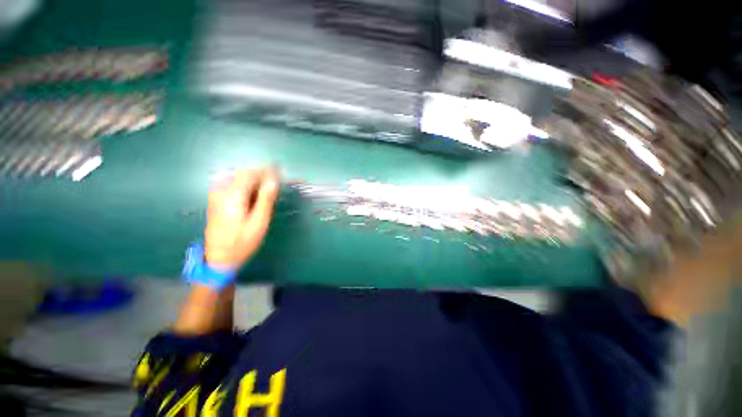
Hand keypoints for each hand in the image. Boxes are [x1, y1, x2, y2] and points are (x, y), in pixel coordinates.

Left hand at [205, 168, 279, 271]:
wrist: (219, 258)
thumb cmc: (243, 242)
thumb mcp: (259, 222)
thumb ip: (266, 199)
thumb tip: (273, 181)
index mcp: (233, 196)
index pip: (251, 174)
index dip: (267, 171)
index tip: (280, 171)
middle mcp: (221, 191)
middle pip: (243, 173)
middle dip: (260, 173)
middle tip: (275, 181)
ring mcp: (216, 194)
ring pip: (237, 176)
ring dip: (253, 178)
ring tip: (267, 187)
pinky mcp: (215, 199)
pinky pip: (231, 183)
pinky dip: (245, 184)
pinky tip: (253, 193)